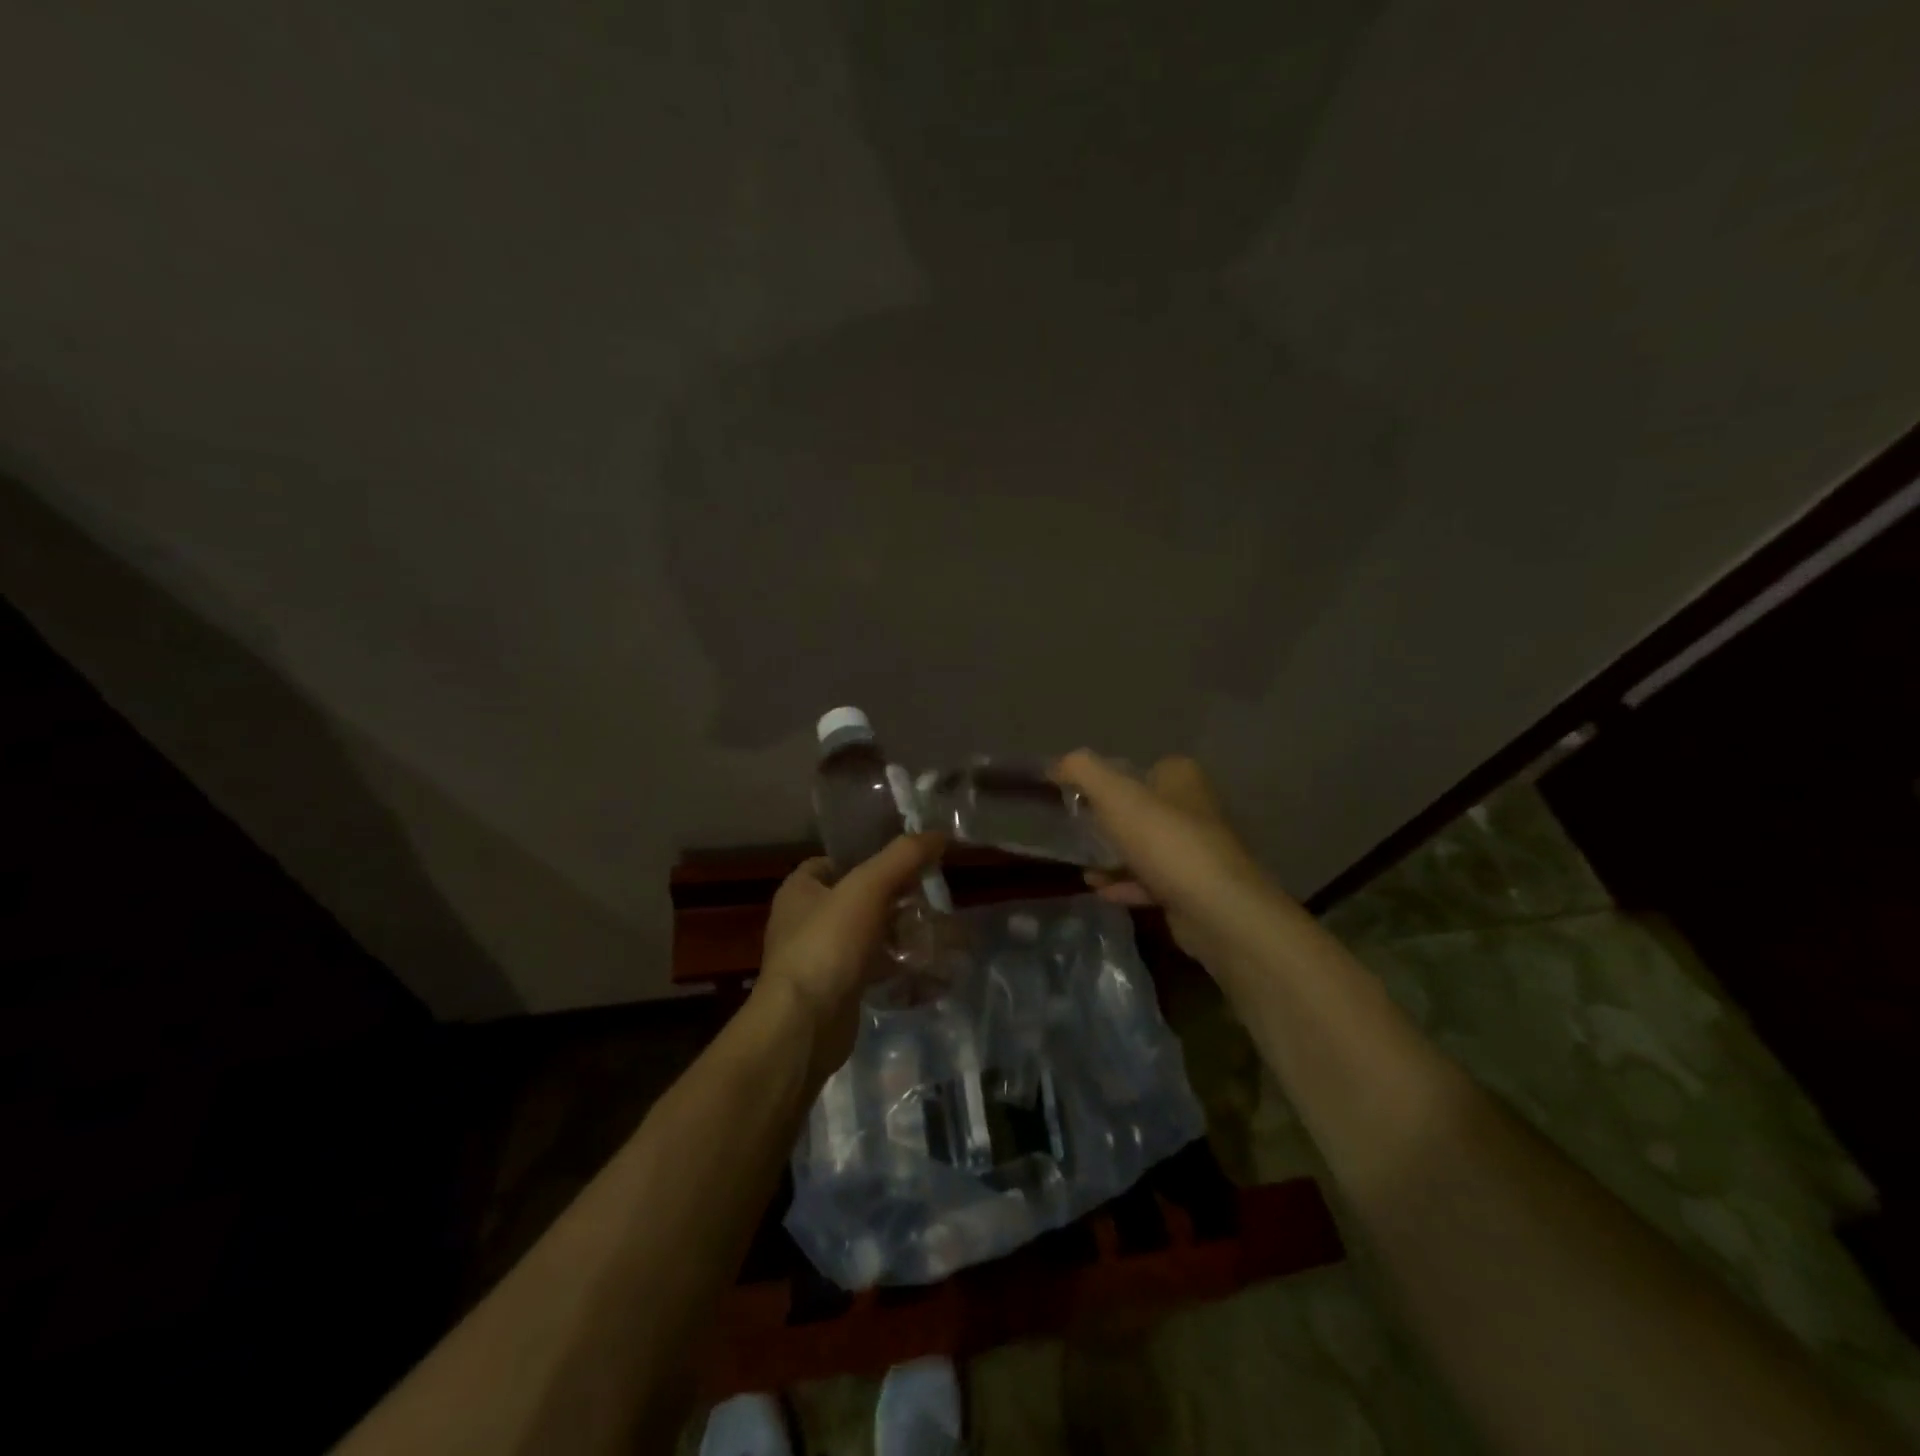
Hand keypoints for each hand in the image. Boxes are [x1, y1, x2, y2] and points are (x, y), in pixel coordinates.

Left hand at [756, 834, 946, 1083]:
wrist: (805, 1026)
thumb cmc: (828, 944)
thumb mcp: (868, 888)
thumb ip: (903, 857)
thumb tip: (939, 833)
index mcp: (800, 890)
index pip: (835, 862)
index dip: (869, 858)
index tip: (908, 864)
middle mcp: (804, 921)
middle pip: (858, 899)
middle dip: (895, 901)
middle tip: (930, 901)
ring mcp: (820, 958)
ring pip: (868, 936)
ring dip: (900, 935)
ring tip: (937, 934)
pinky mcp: (836, 991)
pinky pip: (872, 969)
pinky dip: (897, 967)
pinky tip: (927, 969)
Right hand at [1053, 751, 1288, 967]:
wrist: (1217, 910)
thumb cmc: (1165, 842)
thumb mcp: (1115, 796)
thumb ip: (1083, 771)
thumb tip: (1057, 763)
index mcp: (1180, 777)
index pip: (1138, 767)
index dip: (1106, 779)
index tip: (1074, 796)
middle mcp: (1193, 808)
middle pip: (1140, 808)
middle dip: (1107, 821)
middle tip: (1074, 830)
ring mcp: (1196, 850)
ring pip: (1145, 846)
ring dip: (1113, 856)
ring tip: (1082, 865)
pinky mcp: (1193, 887)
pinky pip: (1151, 881)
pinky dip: (1125, 884)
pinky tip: (1099, 891)